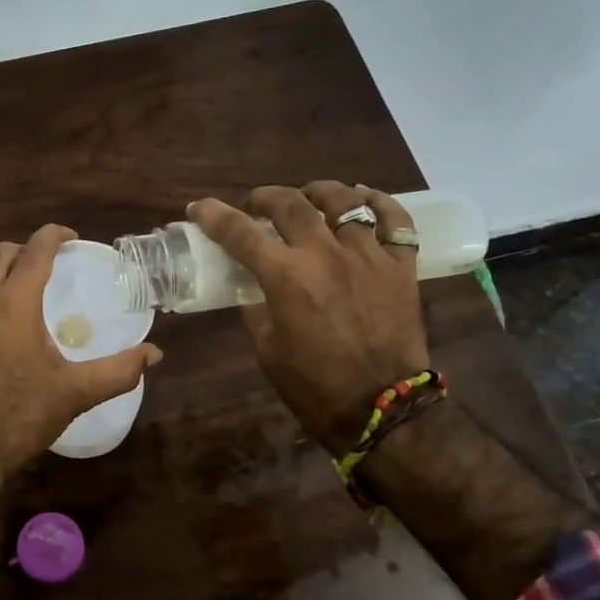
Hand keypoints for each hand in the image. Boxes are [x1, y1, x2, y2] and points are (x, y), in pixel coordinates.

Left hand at [0, 224, 162, 560]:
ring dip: (4, 279)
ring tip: (30, 303)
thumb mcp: (75, 394)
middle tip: (50, 264)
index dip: (54, 236)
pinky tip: (5, 339)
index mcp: (12, 305)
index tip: (71, 238)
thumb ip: (119, 371)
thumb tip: (154, 355)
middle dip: (25, 250)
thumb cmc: (20, 418)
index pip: (34, 251)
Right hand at [190, 182, 428, 451]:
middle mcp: (325, 254)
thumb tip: (253, 287)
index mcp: (286, 277)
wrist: (381, 408)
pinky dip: (380, 203)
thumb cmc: (314, 386)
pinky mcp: (401, 266)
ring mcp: (368, 256)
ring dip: (318, 191)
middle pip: (290, 203)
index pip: (239, 232)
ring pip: (344, 200)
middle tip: (255, 205)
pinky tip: (365, 199)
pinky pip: (396, 220)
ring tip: (309, 197)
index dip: (213, 215)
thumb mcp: (267, 349)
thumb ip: (257, 309)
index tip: (198, 208)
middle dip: (264, 197)